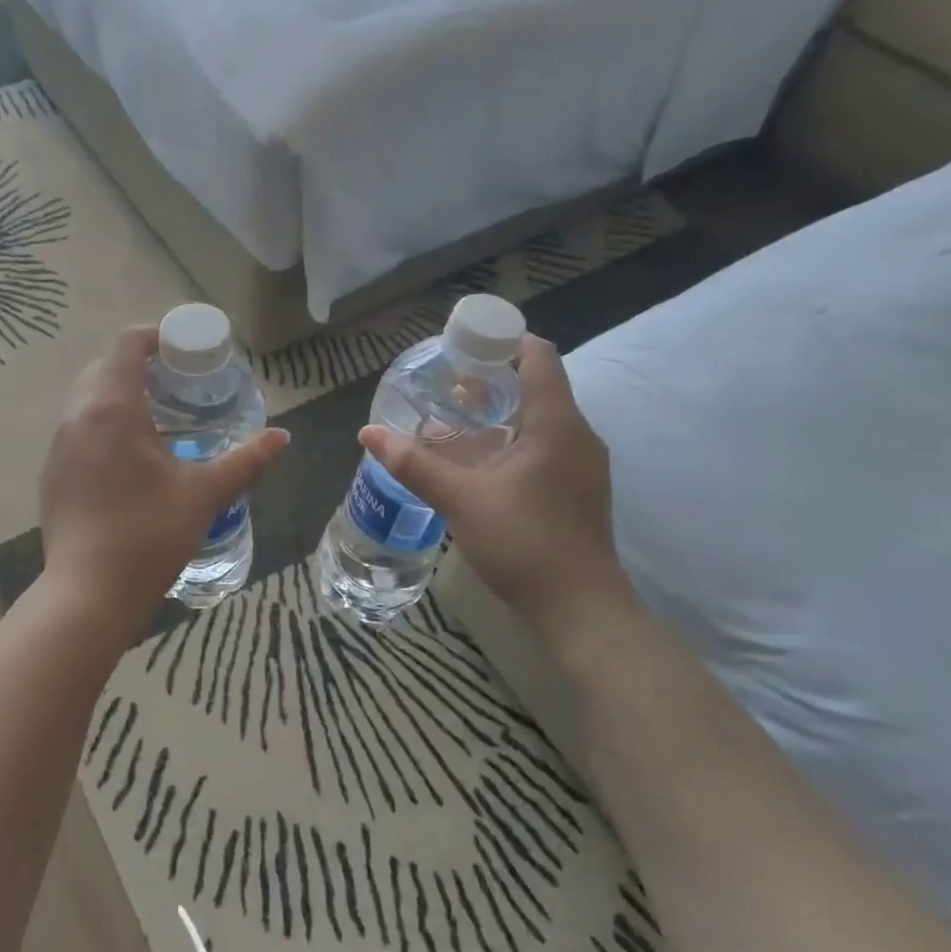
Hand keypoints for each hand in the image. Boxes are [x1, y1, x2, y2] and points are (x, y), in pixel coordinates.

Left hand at [39, 326, 288, 635]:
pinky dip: (104, 426)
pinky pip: (78, 431)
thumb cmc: (149, 534)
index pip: (125, 345)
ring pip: (87, 401)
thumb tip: (282, 437)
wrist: (89, 593)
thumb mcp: (204, 493)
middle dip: (139, 367)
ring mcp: (58, 447)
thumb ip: (246, 460)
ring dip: (119, 397)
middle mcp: (76, 417)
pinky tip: (131, 460)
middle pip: (103, 368)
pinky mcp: (52, 475)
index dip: (154, 337)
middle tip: (177, 385)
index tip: (183, 351)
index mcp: (110, 408)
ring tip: (159, 421)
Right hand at [359, 335, 634, 639]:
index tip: (462, 346)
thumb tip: (368, 432)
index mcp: (556, 424)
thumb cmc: (524, 542)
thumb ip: (414, 463)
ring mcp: (582, 466)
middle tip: (445, 386)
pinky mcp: (577, 491)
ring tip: (454, 421)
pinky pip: (544, 446)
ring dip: (499, 413)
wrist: (579, 610)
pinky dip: (511, 440)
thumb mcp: (459, 499)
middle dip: (491, 380)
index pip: (538, 356)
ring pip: (540, 419)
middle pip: (536, 386)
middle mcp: (577, 436)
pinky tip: (478, 463)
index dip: (503, 340)